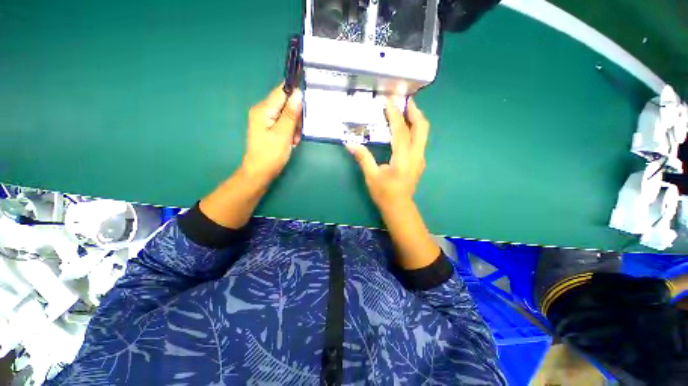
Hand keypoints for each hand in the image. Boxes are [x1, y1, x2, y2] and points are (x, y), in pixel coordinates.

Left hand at [241, 84, 302, 184]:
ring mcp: (266, 120)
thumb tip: (298, 93)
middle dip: (295, 117)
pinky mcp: (269, 128)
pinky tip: (291, 141)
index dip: (295, 95)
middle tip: (297, 133)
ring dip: (294, 126)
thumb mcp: (283, 134)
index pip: (281, 91)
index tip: (305, 107)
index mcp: (263, 109)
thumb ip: (291, 114)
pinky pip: (284, 123)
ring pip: (287, 115)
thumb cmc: (271, 154)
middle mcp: (263, 111)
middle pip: (285, 104)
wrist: (260, 172)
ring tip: (293, 140)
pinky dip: (290, 131)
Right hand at [346, 97, 438, 269]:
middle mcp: (416, 155)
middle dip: (415, 112)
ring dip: (416, 119)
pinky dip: (415, 129)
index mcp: (403, 159)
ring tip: (406, 109)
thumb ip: (363, 158)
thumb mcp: (371, 176)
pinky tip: (406, 128)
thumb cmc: (384, 193)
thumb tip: (350, 143)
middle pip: (421, 128)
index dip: (395, 115)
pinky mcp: (419, 161)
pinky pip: (420, 140)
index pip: (401, 131)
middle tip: (405, 100)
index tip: (389, 101)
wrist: (399, 207)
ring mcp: (420, 158)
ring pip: (424, 133)